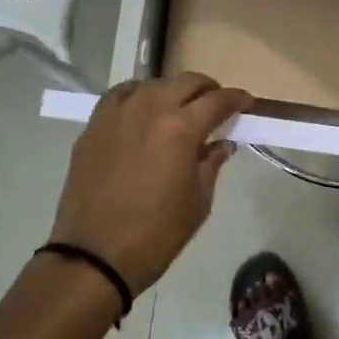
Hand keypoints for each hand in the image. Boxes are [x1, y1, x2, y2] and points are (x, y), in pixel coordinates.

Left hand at [51, 73, 250, 293]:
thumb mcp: (198, 201)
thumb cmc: (156, 234)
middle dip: (207, 89)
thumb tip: (222, 144)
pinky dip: (137, 96)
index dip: (236, 99)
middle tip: (216, 104)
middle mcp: (150, 109)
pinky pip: (119, 96)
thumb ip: (211, 164)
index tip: (246, 103)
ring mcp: (117, 114)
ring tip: (179, 108)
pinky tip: (142, 110)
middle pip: (186, 82)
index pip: (217, 101)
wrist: (95, 256)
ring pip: (152, 84)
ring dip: (172, 91)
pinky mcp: (93, 126)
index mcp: (182, 128)